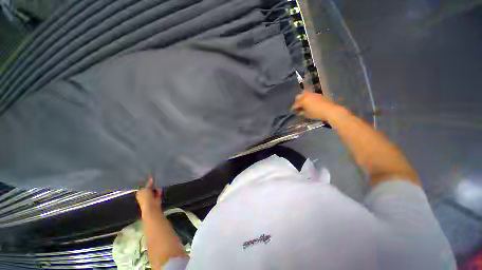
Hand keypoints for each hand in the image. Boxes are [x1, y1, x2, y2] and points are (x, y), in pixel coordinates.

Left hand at [136, 177, 161, 213]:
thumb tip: (151, 178)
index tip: (148, 178)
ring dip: (156, 188)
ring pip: (154, 190)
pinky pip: (158, 193)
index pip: (142, 186)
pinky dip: (159, 191)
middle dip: (152, 185)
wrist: (151, 206)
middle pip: (148, 188)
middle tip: (154, 181)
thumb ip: (149, 183)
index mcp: (139, 193)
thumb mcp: (146, 188)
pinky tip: (160, 190)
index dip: (145, 182)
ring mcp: (150, 197)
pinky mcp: (156, 198)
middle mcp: (144, 195)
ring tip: (158, 186)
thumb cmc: (146, 198)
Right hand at [291, 90, 339, 120]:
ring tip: (303, 105)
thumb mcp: (307, 114)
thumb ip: (301, 112)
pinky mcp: (319, 95)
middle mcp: (307, 95)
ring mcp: (314, 94)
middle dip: (297, 101)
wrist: (330, 110)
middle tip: (297, 106)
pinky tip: (310, 104)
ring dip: (303, 99)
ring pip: (305, 94)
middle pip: (299, 96)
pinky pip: (311, 96)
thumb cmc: (316, 113)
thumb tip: (299, 112)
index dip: (293, 108)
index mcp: (303, 100)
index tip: (292, 111)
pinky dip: (309, 99)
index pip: (296, 104)